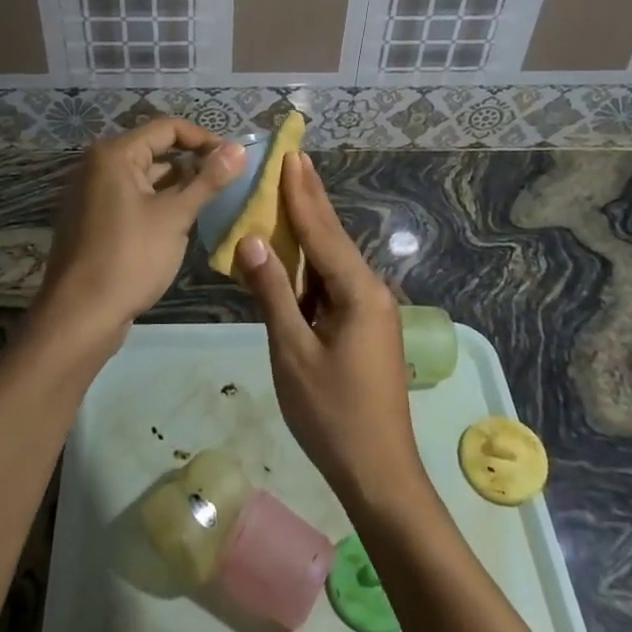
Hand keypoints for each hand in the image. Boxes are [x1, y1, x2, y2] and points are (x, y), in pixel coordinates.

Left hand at [37, 118, 245, 353]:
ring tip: (213, 202)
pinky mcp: (94, 219)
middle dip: (193, 163)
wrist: (80, 316)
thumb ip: (208, 180)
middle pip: (156, 150)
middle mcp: (98, 165)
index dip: (204, 139)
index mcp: (114, 154)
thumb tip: (239, 149)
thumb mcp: (175, 217)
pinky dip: (158, 203)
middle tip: (229, 181)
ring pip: (146, 177)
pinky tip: (183, 222)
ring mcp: (93, 193)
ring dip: (178, 186)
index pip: (167, 128)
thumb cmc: (130, 258)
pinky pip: (133, 198)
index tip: (234, 159)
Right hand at [236, 153, 425, 509]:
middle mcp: (370, 292)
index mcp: (358, 292)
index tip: (290, 156)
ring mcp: (371, 311)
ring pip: (333, 260)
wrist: (380, 475)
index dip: (302, 193)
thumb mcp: (293, 352)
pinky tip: (296, 254)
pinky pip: (333, 284)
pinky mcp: (364, 329)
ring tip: (291, 192)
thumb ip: (273, 293)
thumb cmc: (333, 415)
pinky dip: (311, 264)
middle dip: (312, 198)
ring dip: (311, 228)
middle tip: (296, 158)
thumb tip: (251, 241)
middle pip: (333, 237)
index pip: (322, 231)